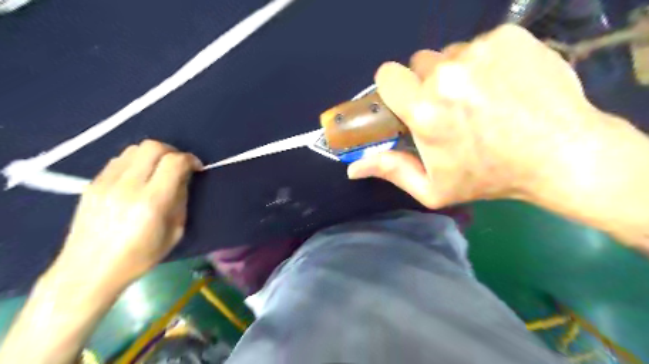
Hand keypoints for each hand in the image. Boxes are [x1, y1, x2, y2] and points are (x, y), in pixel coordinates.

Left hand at [51, 141, 202, 284]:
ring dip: (153, 155)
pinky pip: (119, 160)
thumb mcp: (175, 232)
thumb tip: (183, 179)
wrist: (88, 271)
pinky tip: (138, 178)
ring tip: (158, 170)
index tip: (197, 167)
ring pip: (134, 149)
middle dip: (172, 151)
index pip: (174, 162)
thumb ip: (181, 201)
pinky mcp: (92, 184)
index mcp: (152, 202)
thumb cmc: (140, 257)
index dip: (190, 159)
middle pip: (153, 147)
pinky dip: (135, 162)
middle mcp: (127, 186)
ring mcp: (105, 183)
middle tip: (178, 166)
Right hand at [348, 24, 600, 208]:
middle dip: (426, 83)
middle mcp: (446, 74)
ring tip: (480, 98)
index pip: (387, 75)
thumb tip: (352, 168)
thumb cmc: (489, 177)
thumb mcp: (433, 188)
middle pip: (418, 63)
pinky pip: (481, 44)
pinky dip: (485, 62)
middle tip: (449, 107)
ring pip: (450, 54)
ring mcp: (480, 52)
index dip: (394, 88)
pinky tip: (503, 84)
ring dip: (456, 73)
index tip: (408, 102)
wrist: (561, 155)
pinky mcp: (509, 37)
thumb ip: (391, 171)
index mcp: (424, 111)